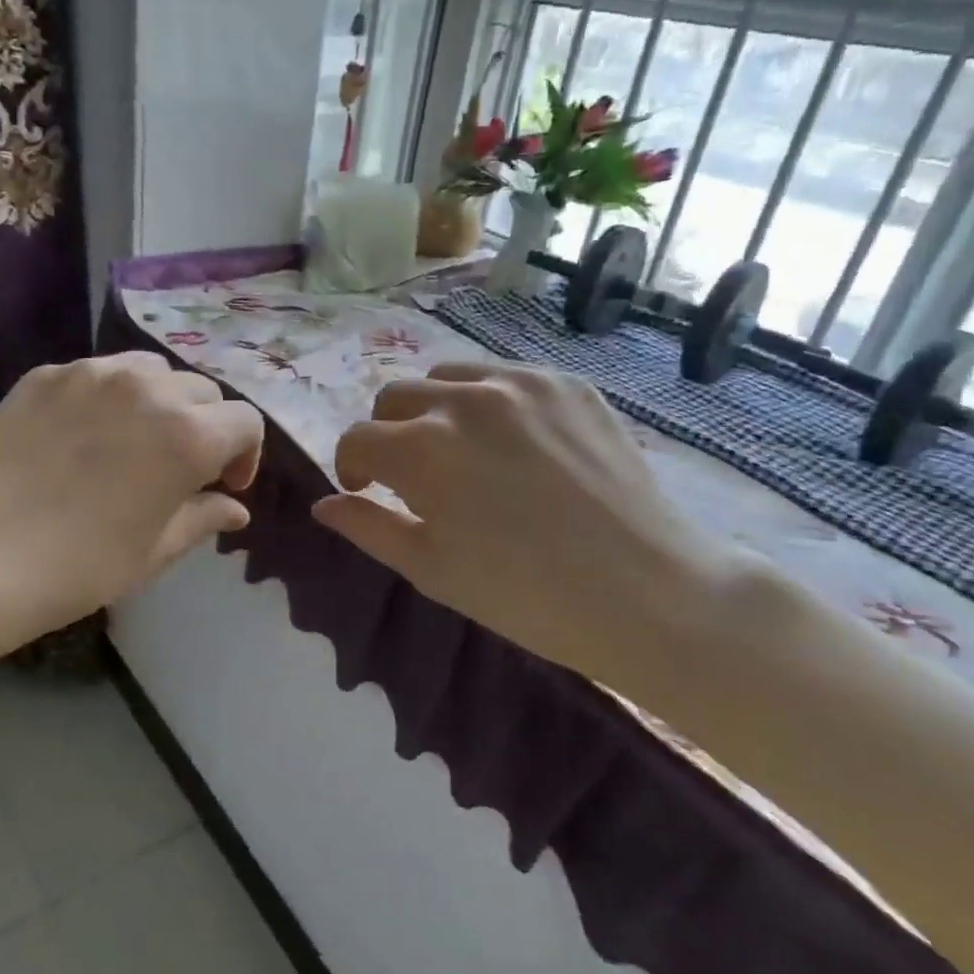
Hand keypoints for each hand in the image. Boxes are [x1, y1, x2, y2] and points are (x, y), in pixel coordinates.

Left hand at [0, 352, 263, 656]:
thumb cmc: (80, 566)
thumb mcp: (155, 549)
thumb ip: (204, 518)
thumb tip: (235, 509)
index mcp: (189, 435)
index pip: (245, 421)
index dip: (244, 454)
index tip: (223, 485)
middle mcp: (149, 388)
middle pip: (201, 392)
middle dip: (204, 426)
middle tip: (179, 467)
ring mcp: (93, 374)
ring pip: (151, 370)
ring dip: (159, 401)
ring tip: (134, 439)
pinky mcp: (47, 374)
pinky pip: (98, 374)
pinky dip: (108, 397)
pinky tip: (82, 434)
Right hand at [312, 362, 734, 690]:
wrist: (650, 594)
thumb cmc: (525, 595)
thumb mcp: (430, 568)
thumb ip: (367, 527)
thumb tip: (322, 505)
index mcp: (422, 448)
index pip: (357, 439)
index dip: (352, 467)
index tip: (365, 491)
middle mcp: (464, 399)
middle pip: (393, 397)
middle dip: (387, 434)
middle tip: (411, 475)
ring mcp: (521, 384)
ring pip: (446, 378)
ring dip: (434, 410)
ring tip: (460, 450)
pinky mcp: (568, 383)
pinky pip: (504, 377)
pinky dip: (490, 403)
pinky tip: (514, 444)